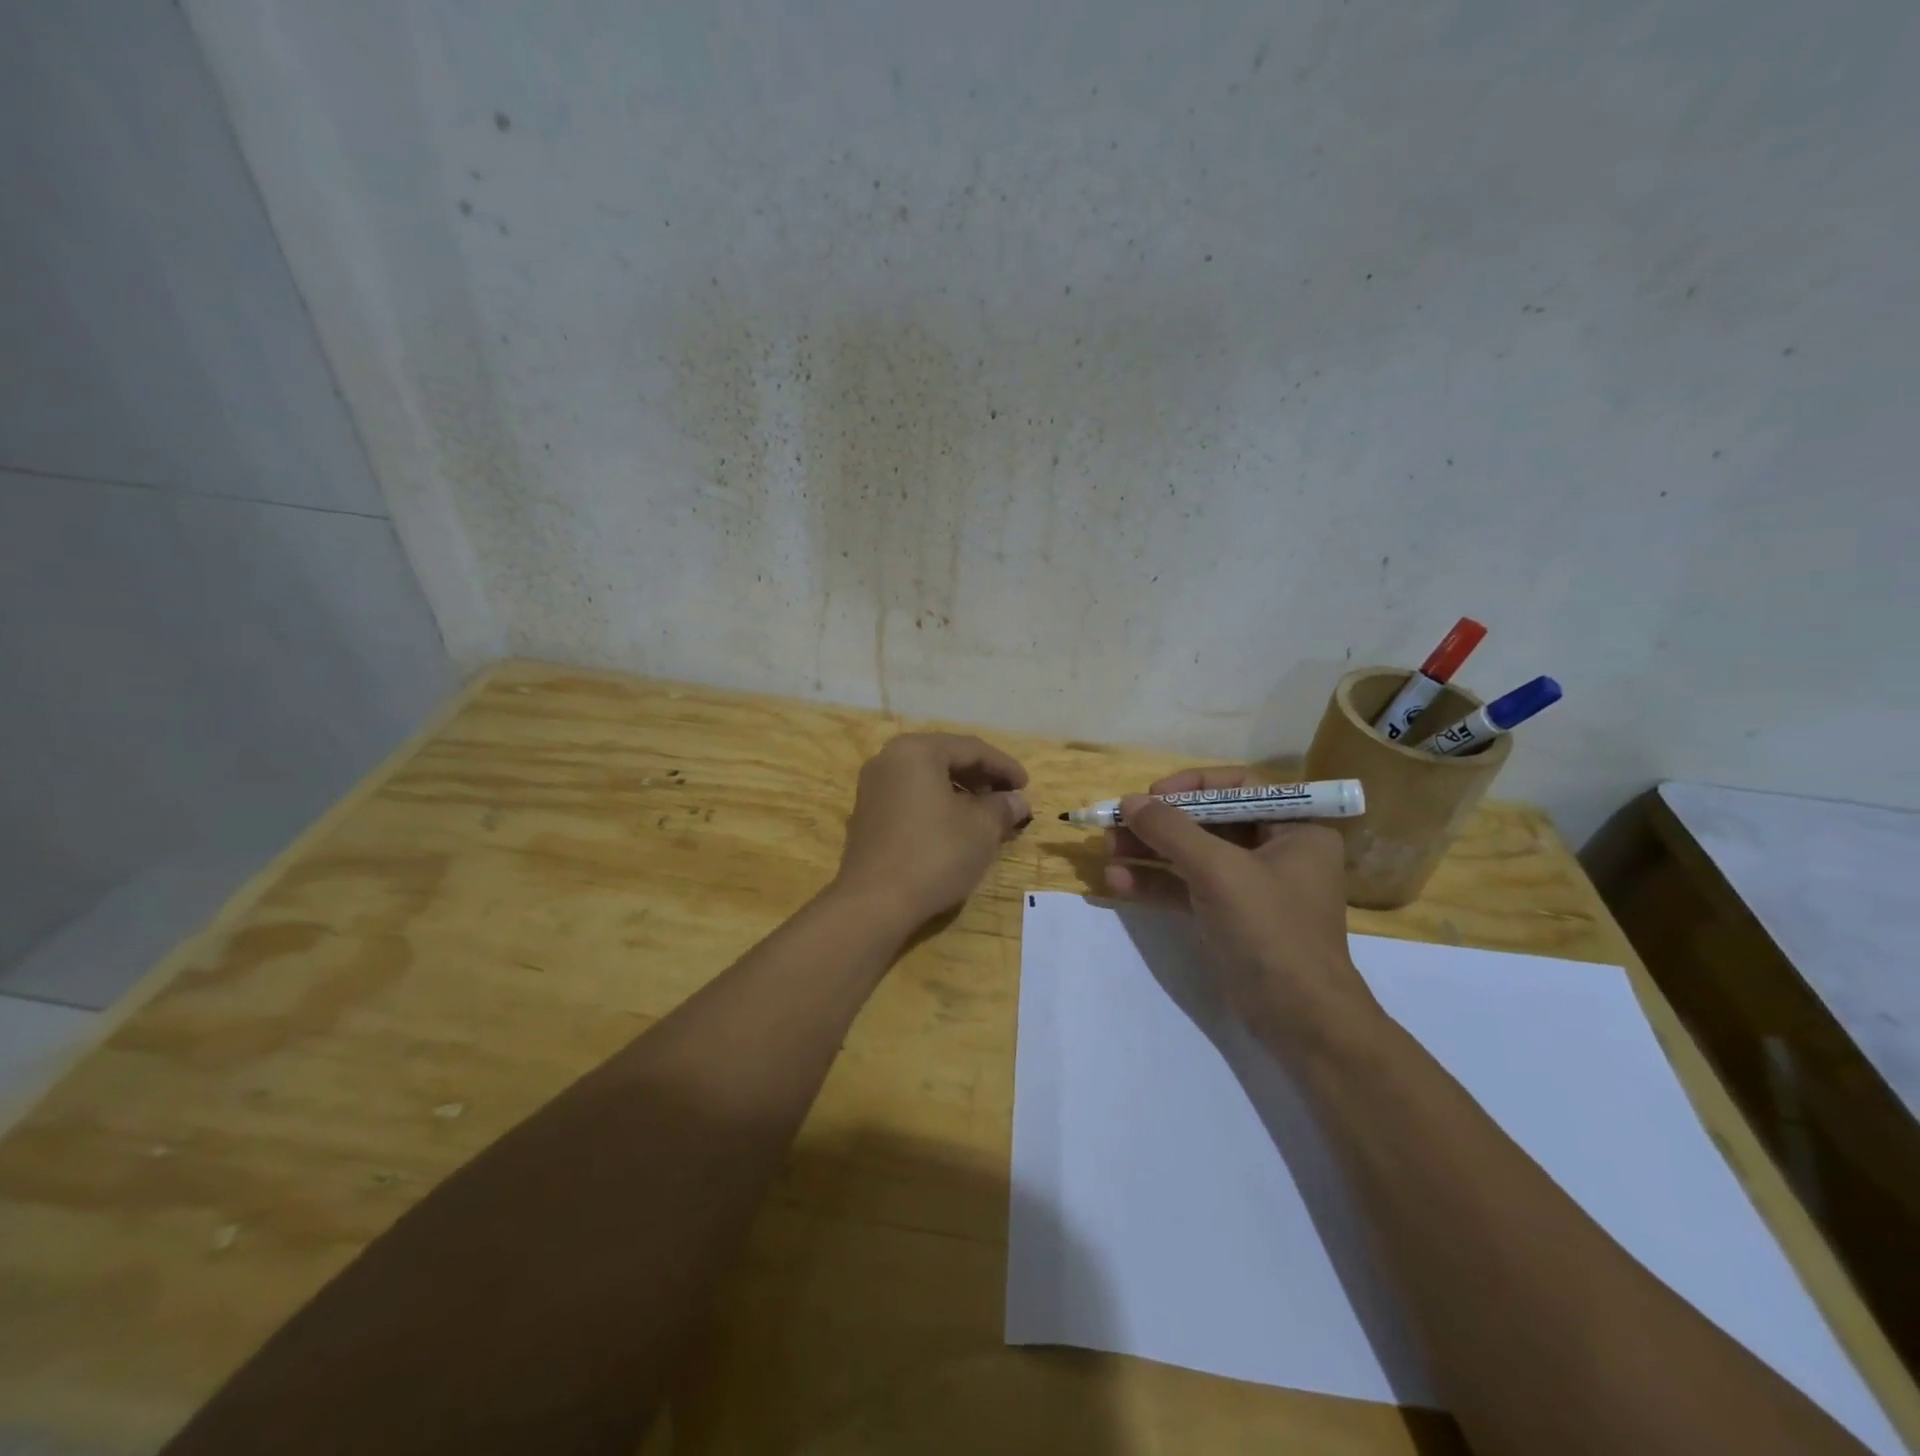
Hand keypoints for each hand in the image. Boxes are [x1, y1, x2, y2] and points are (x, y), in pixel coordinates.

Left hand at [832, 733, 1031, 933]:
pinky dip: (938, 806)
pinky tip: (956, 829)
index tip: (1026, 787)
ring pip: (927, 780)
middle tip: (1008, 800)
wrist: (874, 903)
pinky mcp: (867, 816)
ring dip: (961, 794)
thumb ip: (1003, 807)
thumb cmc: (934, 854)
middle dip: (981, 779)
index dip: (1004, 766)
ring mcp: (873, 788)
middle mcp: (889, 759)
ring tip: (987, 817)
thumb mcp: (981, 829)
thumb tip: (1017, 801)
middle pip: (946, 759)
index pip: (971, 748)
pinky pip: (911, 799)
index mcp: (916, 751)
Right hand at [1102, 766, 1377, 1050]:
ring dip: (1148, 851)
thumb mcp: (1218, 870)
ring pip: (1191, 855)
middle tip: (1116, 823)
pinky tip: (1117, 881)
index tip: (1153, 795)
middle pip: (1207, 821)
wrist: (1298, 1017)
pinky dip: (1154, 883)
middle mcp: (1275, 850)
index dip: (1192, 786)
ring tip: (1106, 849)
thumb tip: (1128, 801)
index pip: (1238, 787)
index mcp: (1294, 828)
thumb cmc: (1270, 929)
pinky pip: (1186, 887)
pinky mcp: (1228, 916)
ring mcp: (1249, 886)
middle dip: (1159, 823)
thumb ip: (1171, 830)